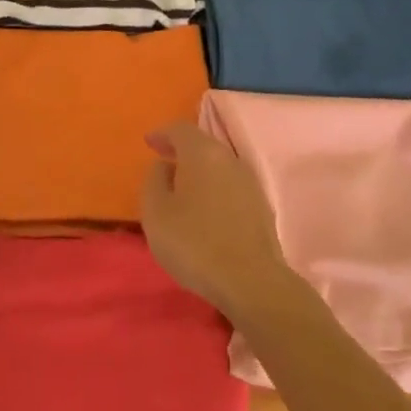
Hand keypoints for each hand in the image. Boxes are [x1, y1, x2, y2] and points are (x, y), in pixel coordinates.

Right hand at [140, 121, 295, 322]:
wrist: (250, 281)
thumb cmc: (194, 242)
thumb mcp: (156, 212)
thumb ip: (154, 181)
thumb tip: (164, 167)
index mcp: (203, 154)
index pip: (180, 129)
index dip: (163, 133)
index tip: (149, 142)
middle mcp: (229, 160)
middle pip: (203, 144)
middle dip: (181, 149)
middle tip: (163, 160)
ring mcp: (249, 183)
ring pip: (218, 165)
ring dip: (199, 170)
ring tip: (182, 186)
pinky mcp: (261, 207)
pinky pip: (230, 185)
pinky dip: (213, 187)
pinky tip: (205, 207)